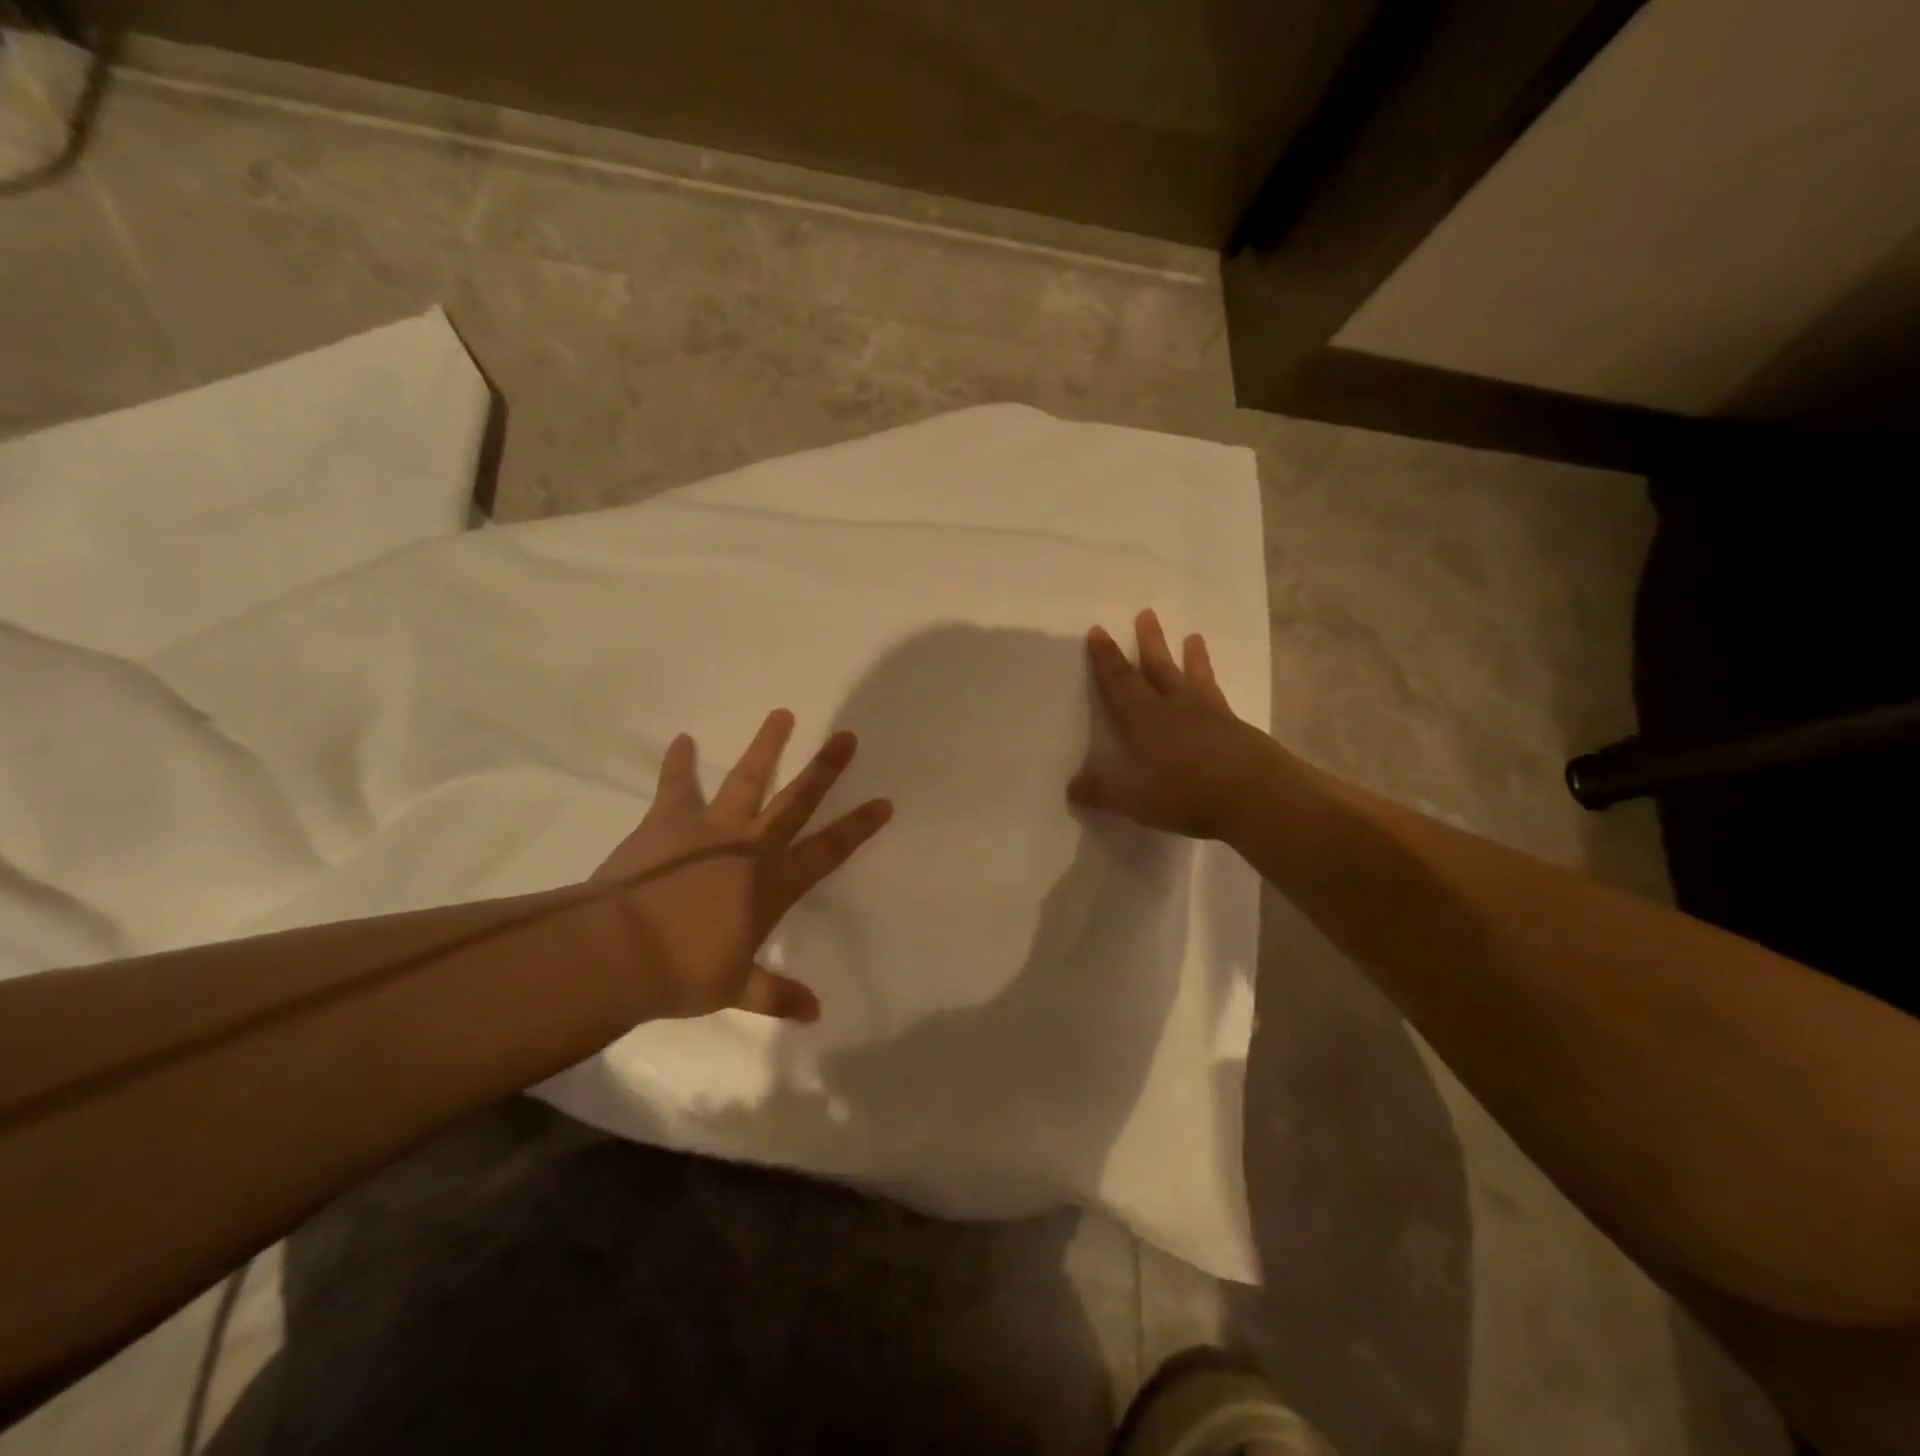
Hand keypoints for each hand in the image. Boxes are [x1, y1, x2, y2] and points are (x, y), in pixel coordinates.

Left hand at [590, 711, 891, 1021]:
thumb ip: (777, 994)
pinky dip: (679, 763)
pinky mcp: (669, 821)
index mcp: (773, 884)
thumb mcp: (736, 989)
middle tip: (846, 736)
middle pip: (797, 800)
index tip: (883, 801)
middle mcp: (751, 847)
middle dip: (825, 769)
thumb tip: (816, 1012)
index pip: (828, 850)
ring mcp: (710, 828)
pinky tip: (682, 740)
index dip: (858, 826)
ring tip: (782, 714)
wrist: (619, 950)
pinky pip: (676, 786)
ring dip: (767, 747)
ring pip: (747, 780)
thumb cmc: (683, 973)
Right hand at [1068, 609, 1270, 840]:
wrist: (1252, 794)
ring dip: (1192, 656)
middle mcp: (1176, 707)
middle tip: (1147, 613)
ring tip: (1194, 636)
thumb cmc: (1182, 791)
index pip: (1121, 681)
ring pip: (1195, 677)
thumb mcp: (1131, 798)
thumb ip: (1101, 791)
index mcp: (1145, 718)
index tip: (1098, 631)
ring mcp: (1210, 715)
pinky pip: (1220, 699)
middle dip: (1150, 641)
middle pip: (1159, 667)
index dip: (1107, 658)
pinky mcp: (1236, 729)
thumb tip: (1072, 788)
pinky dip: (1215, 689)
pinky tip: (1216, 690)